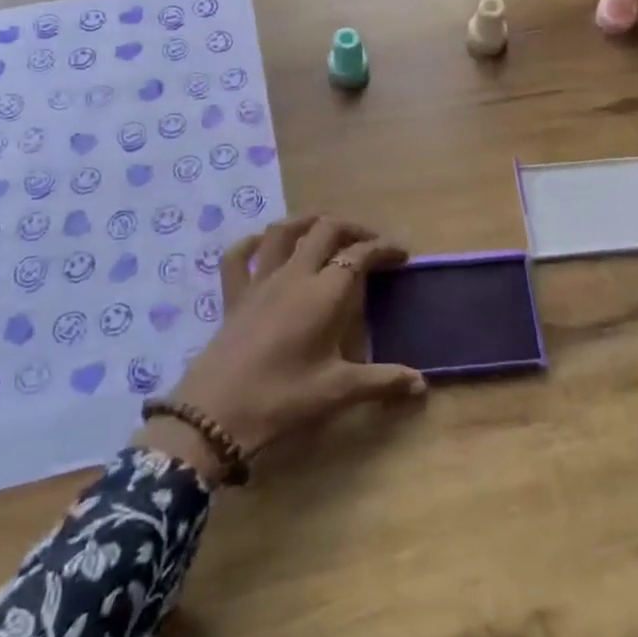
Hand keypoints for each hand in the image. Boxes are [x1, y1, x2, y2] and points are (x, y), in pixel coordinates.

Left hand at [136, 216, 426, 477]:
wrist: (215, 414)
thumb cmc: (283, 399)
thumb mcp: (338, 392)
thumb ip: (382, 382)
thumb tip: (422, 385)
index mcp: (324, 293)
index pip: (359, 255)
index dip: (383, 249)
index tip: (402, 255)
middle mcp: (294, 275)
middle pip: (325, 230)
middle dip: (352, 228)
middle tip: (369, 242)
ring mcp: (260, 281)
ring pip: (284, 232)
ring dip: (307, 222)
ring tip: (323, 227)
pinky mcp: (233, 296)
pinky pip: (238, 257)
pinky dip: (252, 243)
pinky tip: (262, 244)